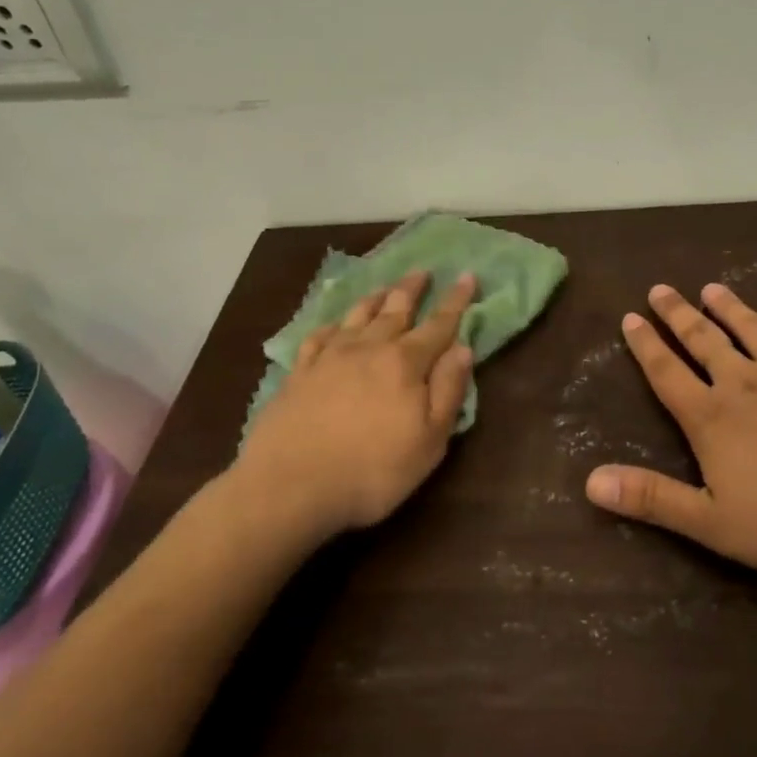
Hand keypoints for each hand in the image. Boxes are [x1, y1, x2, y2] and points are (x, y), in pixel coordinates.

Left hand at [230, 270, 476, 538]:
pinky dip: (331, 325)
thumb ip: (448, 391)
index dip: (456, 301)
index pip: (438, 325)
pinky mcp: (299, 374)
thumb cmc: (372, 469)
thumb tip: (463, 348)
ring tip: (384, 287)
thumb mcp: (429, 440)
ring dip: (374, 299)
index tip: (466, 275)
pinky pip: (319, 337)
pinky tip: (334, 325)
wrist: (290, 485)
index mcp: (405, 364)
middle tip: (422, 271)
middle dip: (412, 289)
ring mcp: (329, 358)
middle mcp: (369, 349)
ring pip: (356, 316)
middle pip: (395, 310)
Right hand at [584, 282, 756, 579]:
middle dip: (678, 315)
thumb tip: (590, 482)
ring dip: (727, 307)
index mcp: (712, 419)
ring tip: (710, 289)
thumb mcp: (714, 523)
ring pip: (750, 328)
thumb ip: (653, 499)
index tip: (631, 318)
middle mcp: (744, 382)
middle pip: (704, 341)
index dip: (646, 346)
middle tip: (660, 289)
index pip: (668, 374)